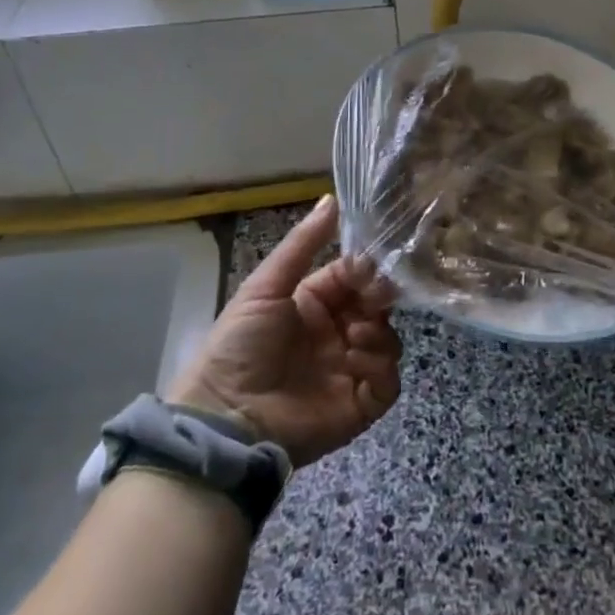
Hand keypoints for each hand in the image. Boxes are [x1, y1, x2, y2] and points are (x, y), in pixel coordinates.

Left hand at [170, 195, 401, 466]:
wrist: (226, 417)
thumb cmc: (241, 344)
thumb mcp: (266, 287)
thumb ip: (302, 244)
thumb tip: (331, 198)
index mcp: (314, 304)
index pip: (353, 278)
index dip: (366, 270)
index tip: (370, 267)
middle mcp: (335, 334)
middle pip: (376, 308)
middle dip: (379, 299)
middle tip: (372, 299)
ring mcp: (349, 370)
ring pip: (388, 341)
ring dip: (378, 334)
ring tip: (355, 337)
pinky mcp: (359, 406)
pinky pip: (387, 382)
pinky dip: (379, 368)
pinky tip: (355, 361)